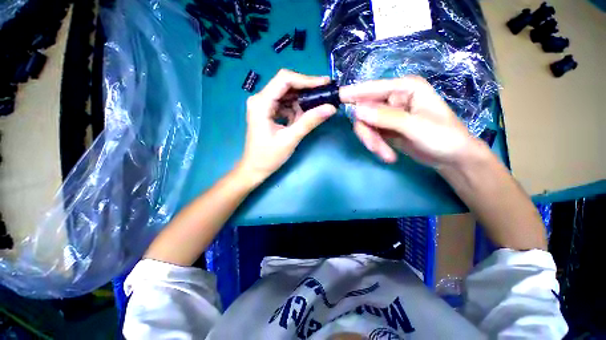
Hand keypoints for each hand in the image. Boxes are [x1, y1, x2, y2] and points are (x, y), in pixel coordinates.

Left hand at [237, 69, 336, 184]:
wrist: (255, 168)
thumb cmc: (268, 156)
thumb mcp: (290, 139)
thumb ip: (309, 122)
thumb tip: (331, 108)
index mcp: (261, 103)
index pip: (284, 80)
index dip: (306, 79)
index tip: (325, 84)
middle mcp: (260, 99)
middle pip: (286, 85)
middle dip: (306, 89)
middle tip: (325, 94)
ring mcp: (263, 105)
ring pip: (287, 95)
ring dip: (302, 101)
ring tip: (318, 106)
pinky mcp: (268, 112)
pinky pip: (285, 105)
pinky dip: (296, 109)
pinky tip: (303, 117)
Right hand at [339, 76, 478, 168]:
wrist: (451, 158)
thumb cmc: (443, 137)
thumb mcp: (415, 126)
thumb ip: (386, 117)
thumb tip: (357, 110)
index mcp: (405, 88)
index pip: (372, 88)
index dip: (353, 93)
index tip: (337, 98)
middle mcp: (394, 98)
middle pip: (365, 111)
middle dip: (368, 132)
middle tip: (374, 148)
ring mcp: (388, 115)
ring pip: (366, 126)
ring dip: (373, 142)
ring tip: (386, 156)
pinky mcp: (385, 129)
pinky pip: (371, 135)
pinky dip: (376, 146)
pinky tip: (388, 155)